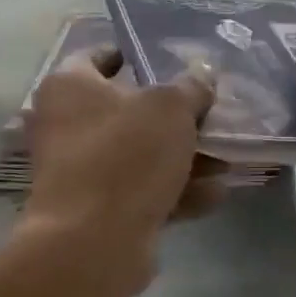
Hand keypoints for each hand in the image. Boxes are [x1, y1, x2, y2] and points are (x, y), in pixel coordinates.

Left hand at [19, 49, 220, 296]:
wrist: (94, 243)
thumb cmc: (126, 156)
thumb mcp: (171, 108)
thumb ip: (192, 86)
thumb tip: (203, 72)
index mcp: (70, 87)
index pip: (100, 55)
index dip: (137, 53)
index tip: (173, 59)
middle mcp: (67, 125)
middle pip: (129, 109)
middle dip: (176, 114)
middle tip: (213, 111)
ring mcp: (81, 171)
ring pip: (142, 153)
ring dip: (185, 156)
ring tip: (227, 158)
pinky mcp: (98, 210)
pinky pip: (144, 190)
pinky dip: (178, 190)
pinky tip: (217, 193)